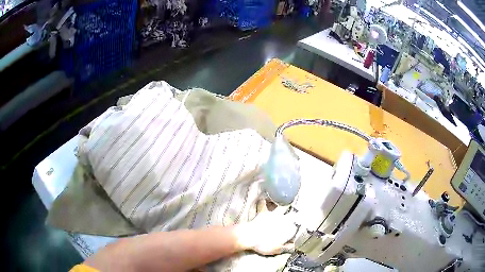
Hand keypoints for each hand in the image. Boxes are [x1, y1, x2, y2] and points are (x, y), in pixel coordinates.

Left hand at [234, 199, 297, 254]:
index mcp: (289, 229)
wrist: (250, 237)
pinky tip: (263, 199)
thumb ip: (287, 248)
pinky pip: (264, 204)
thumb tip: (294, 247)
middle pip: (293, 214)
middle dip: (295, 213)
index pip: (297, 226)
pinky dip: (264, 202)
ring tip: (286, 201)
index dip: (297, 227)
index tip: (297, 228)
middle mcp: (284, 220)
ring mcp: (273, 214)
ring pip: (282, 206)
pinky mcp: (263, 212)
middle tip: (296, 212)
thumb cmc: (265, 245)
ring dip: (284, 205)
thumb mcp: (278, 250)